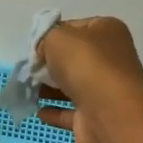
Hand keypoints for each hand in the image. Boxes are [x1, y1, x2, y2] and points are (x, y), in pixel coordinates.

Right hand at [35, 16, 142, 142]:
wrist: (108, 113)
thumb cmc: (85, 64)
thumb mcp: (57, 37)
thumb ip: (46, 37)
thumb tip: (43, 50)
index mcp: (109, 30)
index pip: (76, 27)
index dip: (54, 34)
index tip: (35, 46)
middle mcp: (113, 58)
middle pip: (76, 57)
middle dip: (52, 63)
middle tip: (30, 68)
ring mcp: (108, 89)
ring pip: (75, 85)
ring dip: (51, 88)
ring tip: (29, 89)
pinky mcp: (99, 115)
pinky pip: (72, 111)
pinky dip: (56, 111)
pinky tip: (39, 111)